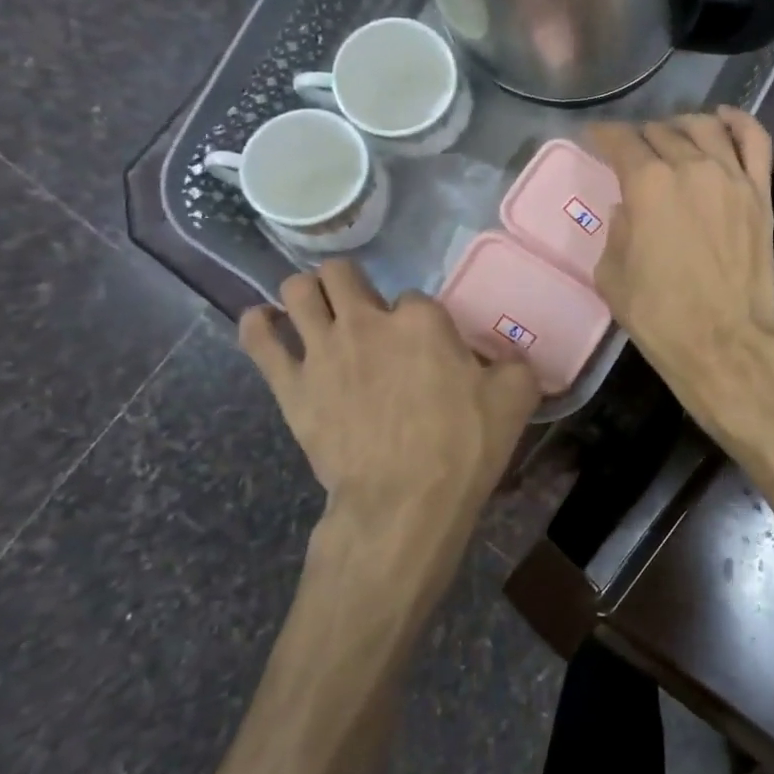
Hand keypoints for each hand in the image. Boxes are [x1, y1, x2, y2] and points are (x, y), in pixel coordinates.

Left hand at [238, 261, 539, 521]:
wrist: (404, 501)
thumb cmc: (463, 445)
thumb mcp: (516, 397)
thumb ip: (514, 363)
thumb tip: (508, 354)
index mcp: (422, 319)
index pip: (414, 297)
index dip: (420, 320)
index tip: (426, 346)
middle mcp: (366, 320)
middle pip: (342, 273)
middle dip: (352, 283)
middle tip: (364, 312)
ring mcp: (322, 350)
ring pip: (298, 290)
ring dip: (306, 292)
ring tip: (317, 309)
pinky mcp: (290, 384)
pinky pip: (258, 339)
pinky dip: (258, 324)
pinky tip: (266, 322)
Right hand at [588, 107, 773, 416]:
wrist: (724, 343)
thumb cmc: (660, 316)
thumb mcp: (612, 275)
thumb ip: (617, 230)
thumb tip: (628, 208)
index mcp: (648, 185)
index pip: (621, 141)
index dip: (603, 136)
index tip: (594, 139)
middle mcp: (691, 167)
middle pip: (661, 132)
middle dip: (639, 137)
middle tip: (631, 152)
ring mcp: (732, 177)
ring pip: (705, 127)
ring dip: (681, 125)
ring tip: (671, 136)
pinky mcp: (760, 194)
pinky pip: (754, 141)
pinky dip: (738, 122)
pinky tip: (722, 119)